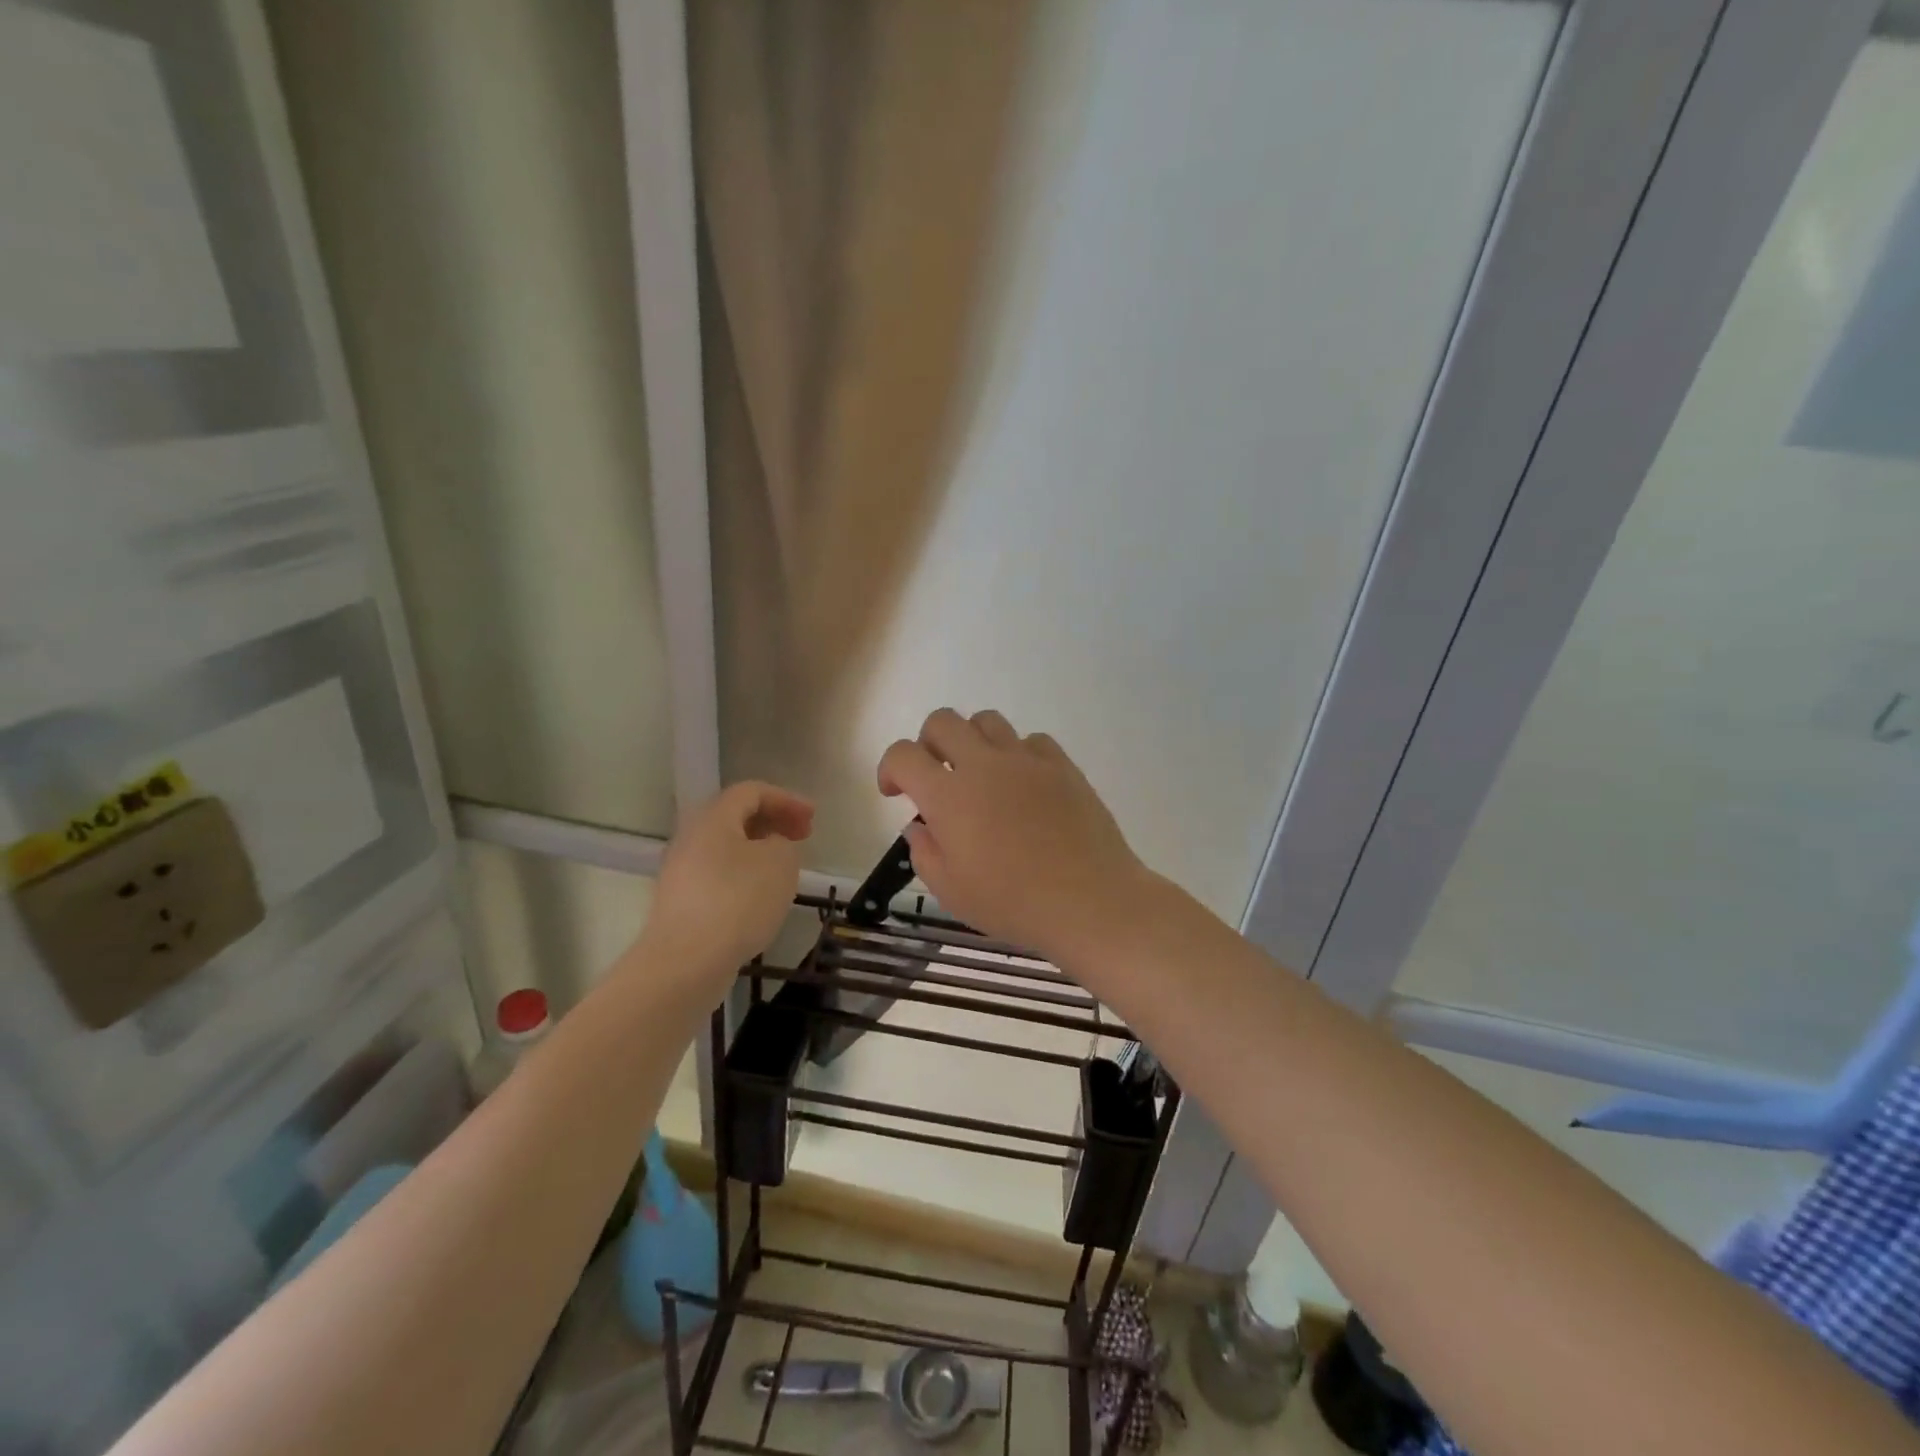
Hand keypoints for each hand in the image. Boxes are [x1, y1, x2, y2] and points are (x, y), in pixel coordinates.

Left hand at [639, 782, 813, 1000]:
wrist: (685, 962)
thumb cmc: (738, 901)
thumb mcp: (780, 862)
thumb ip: (784, 843)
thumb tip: (771, 846)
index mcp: (714, 819)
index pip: (751, 791)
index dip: (786, 799)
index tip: (813, 817)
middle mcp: (691, 837)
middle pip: (736, 817)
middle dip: (773, 822)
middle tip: (802, 837)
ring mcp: (682, 871)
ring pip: (726, 848)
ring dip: (759, 851)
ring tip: (786, 869)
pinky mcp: (681, 902)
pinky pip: (719, 875)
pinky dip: (745, 875)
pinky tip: (762, 898)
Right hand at [877, 709, 1153, 957]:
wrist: (1089, 901)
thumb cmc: (1013, 903)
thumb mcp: (951, 891)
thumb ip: (924, 852)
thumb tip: (920, 826)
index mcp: (949, 796)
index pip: (903, 755)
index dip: (889, 768)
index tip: (895, 792)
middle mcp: (984, 765)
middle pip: (943, 721)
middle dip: (928, 743)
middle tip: (935, 776)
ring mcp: (1026, 760)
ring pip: (987, 720)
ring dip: (972, 740)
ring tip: (980, 775)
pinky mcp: (1062, 765)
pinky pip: (1031, 740)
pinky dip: (1017, 754)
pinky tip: (1023, 785)